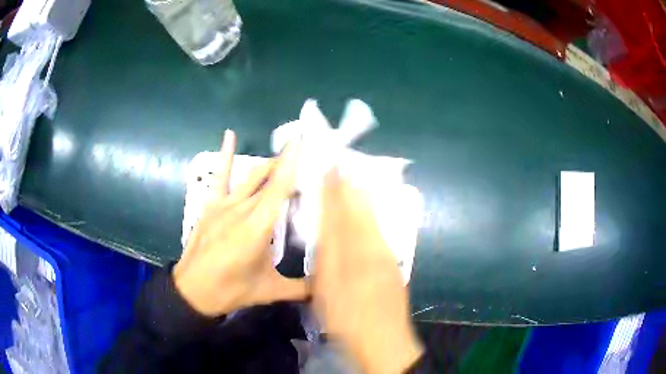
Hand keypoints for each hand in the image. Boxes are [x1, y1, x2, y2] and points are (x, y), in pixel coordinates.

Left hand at [173, 130, 307, 316]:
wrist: (192, 290)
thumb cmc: (231, 290)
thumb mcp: (269, 291)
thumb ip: (302, 288)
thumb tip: (328, 288)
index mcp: (258, 228)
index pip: (279, 188)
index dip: (292, 163)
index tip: (304, 141)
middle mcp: (242, 209)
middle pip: (270, 180)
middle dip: (289, 166)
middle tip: (309, 156)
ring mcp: (224, 205)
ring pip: (251, 177)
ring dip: (269, 165)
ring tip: (286, 156)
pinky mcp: (211, 205)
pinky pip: (221, 176)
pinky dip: (226, 155)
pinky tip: (230, 134)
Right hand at [312, 170, 422, 373]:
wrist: (385, 339)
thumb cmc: (348, 318)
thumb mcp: (327, 290)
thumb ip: (325, 257)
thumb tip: (323, 227)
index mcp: (353, 252)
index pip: (340, 213)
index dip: (334, 189)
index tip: (330, 168)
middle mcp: (372, 247)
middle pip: (360, 210)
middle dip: (351, 187)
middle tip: (342, 166)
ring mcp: (386, 255)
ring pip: (373, 218)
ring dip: (362, 197)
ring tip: (354, 179)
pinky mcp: (392, 264)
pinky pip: (380, 230)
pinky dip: (371, 215)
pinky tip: (367, 210)